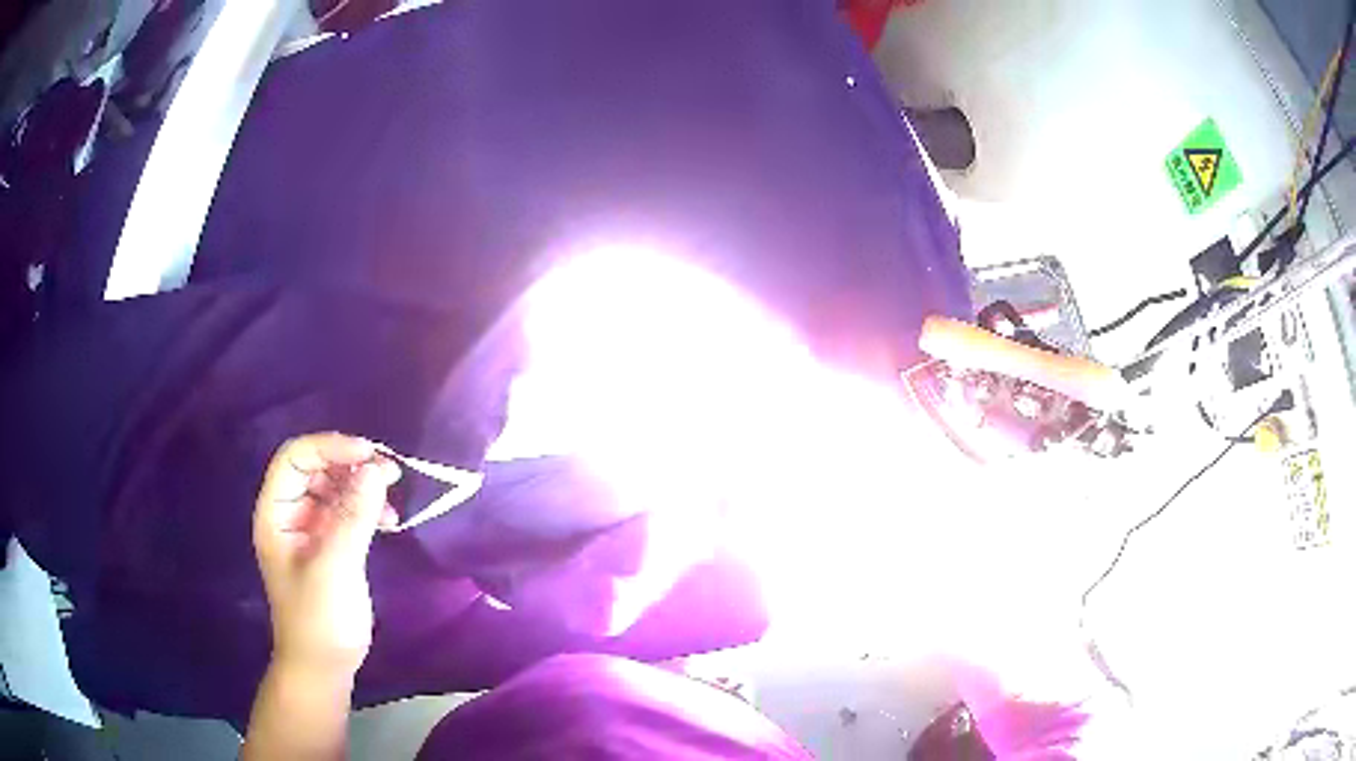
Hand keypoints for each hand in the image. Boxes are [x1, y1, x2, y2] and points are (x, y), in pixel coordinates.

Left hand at [252, 434, 400, 675]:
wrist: (325, 665)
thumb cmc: (319, 618)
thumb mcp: (335, 566)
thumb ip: (353, 516)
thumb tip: (376, 468)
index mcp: (276, 513)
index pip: (295, 458)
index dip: (328, 447)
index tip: (368, 453)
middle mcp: (290, 513)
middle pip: (316, 468)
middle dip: (350, 463)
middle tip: (389, 470)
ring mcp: (311, 529)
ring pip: (335, 487)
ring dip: (363, 485)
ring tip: (393, 491)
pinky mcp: (331, 545)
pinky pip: (349, 511)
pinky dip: (369, 508)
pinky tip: (390, 521)